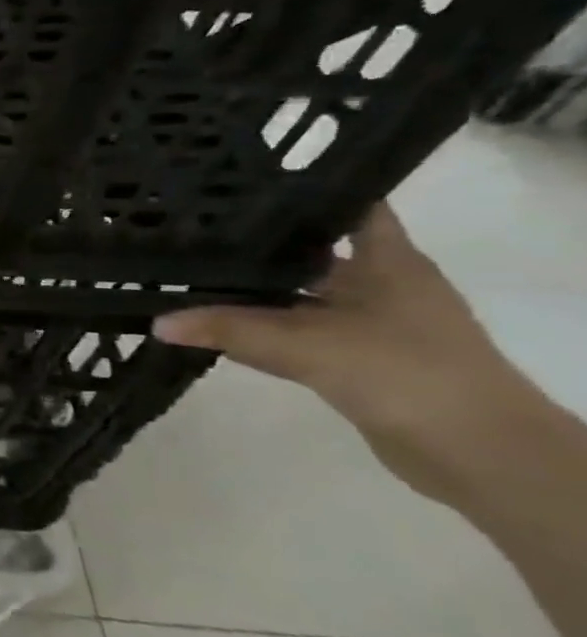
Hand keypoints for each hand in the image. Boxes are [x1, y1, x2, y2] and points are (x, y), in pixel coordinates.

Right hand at [152, 203, 536, 504]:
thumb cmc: (402, 371)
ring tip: (192, 278)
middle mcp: (382, 284)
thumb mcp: (305, 345)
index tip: (244, 184)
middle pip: (311, 254)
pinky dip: (265, 333)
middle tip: (193, 232)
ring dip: (257, 295)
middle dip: (258, 247)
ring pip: (300, 298)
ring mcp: (373, 325)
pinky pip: (300, 336)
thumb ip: (229, 330)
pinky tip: (220, 331)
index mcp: (387, 261)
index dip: (302, 192)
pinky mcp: (361, 361)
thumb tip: (158, 321)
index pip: (346, 207)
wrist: (478, 452)